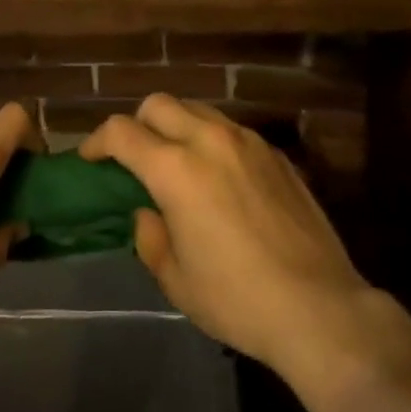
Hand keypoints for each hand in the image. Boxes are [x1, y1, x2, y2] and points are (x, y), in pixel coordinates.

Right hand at [81, 95, 387, 385]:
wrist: (319, 308)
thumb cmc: (237, 300)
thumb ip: (150, 236)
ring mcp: (248, 142)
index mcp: (176, 169)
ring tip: (177, 163)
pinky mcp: (276, 154)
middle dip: (136, 123)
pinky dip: (211, 140)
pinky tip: (219, 178)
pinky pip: (231, 130)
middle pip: (159, 104)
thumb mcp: (176, 279)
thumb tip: (148, 212)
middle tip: (134, 158)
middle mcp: (209, 140)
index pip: (121, 131)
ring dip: (176, 127)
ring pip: (198, 110)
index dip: (97, 141)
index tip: (91, 160)